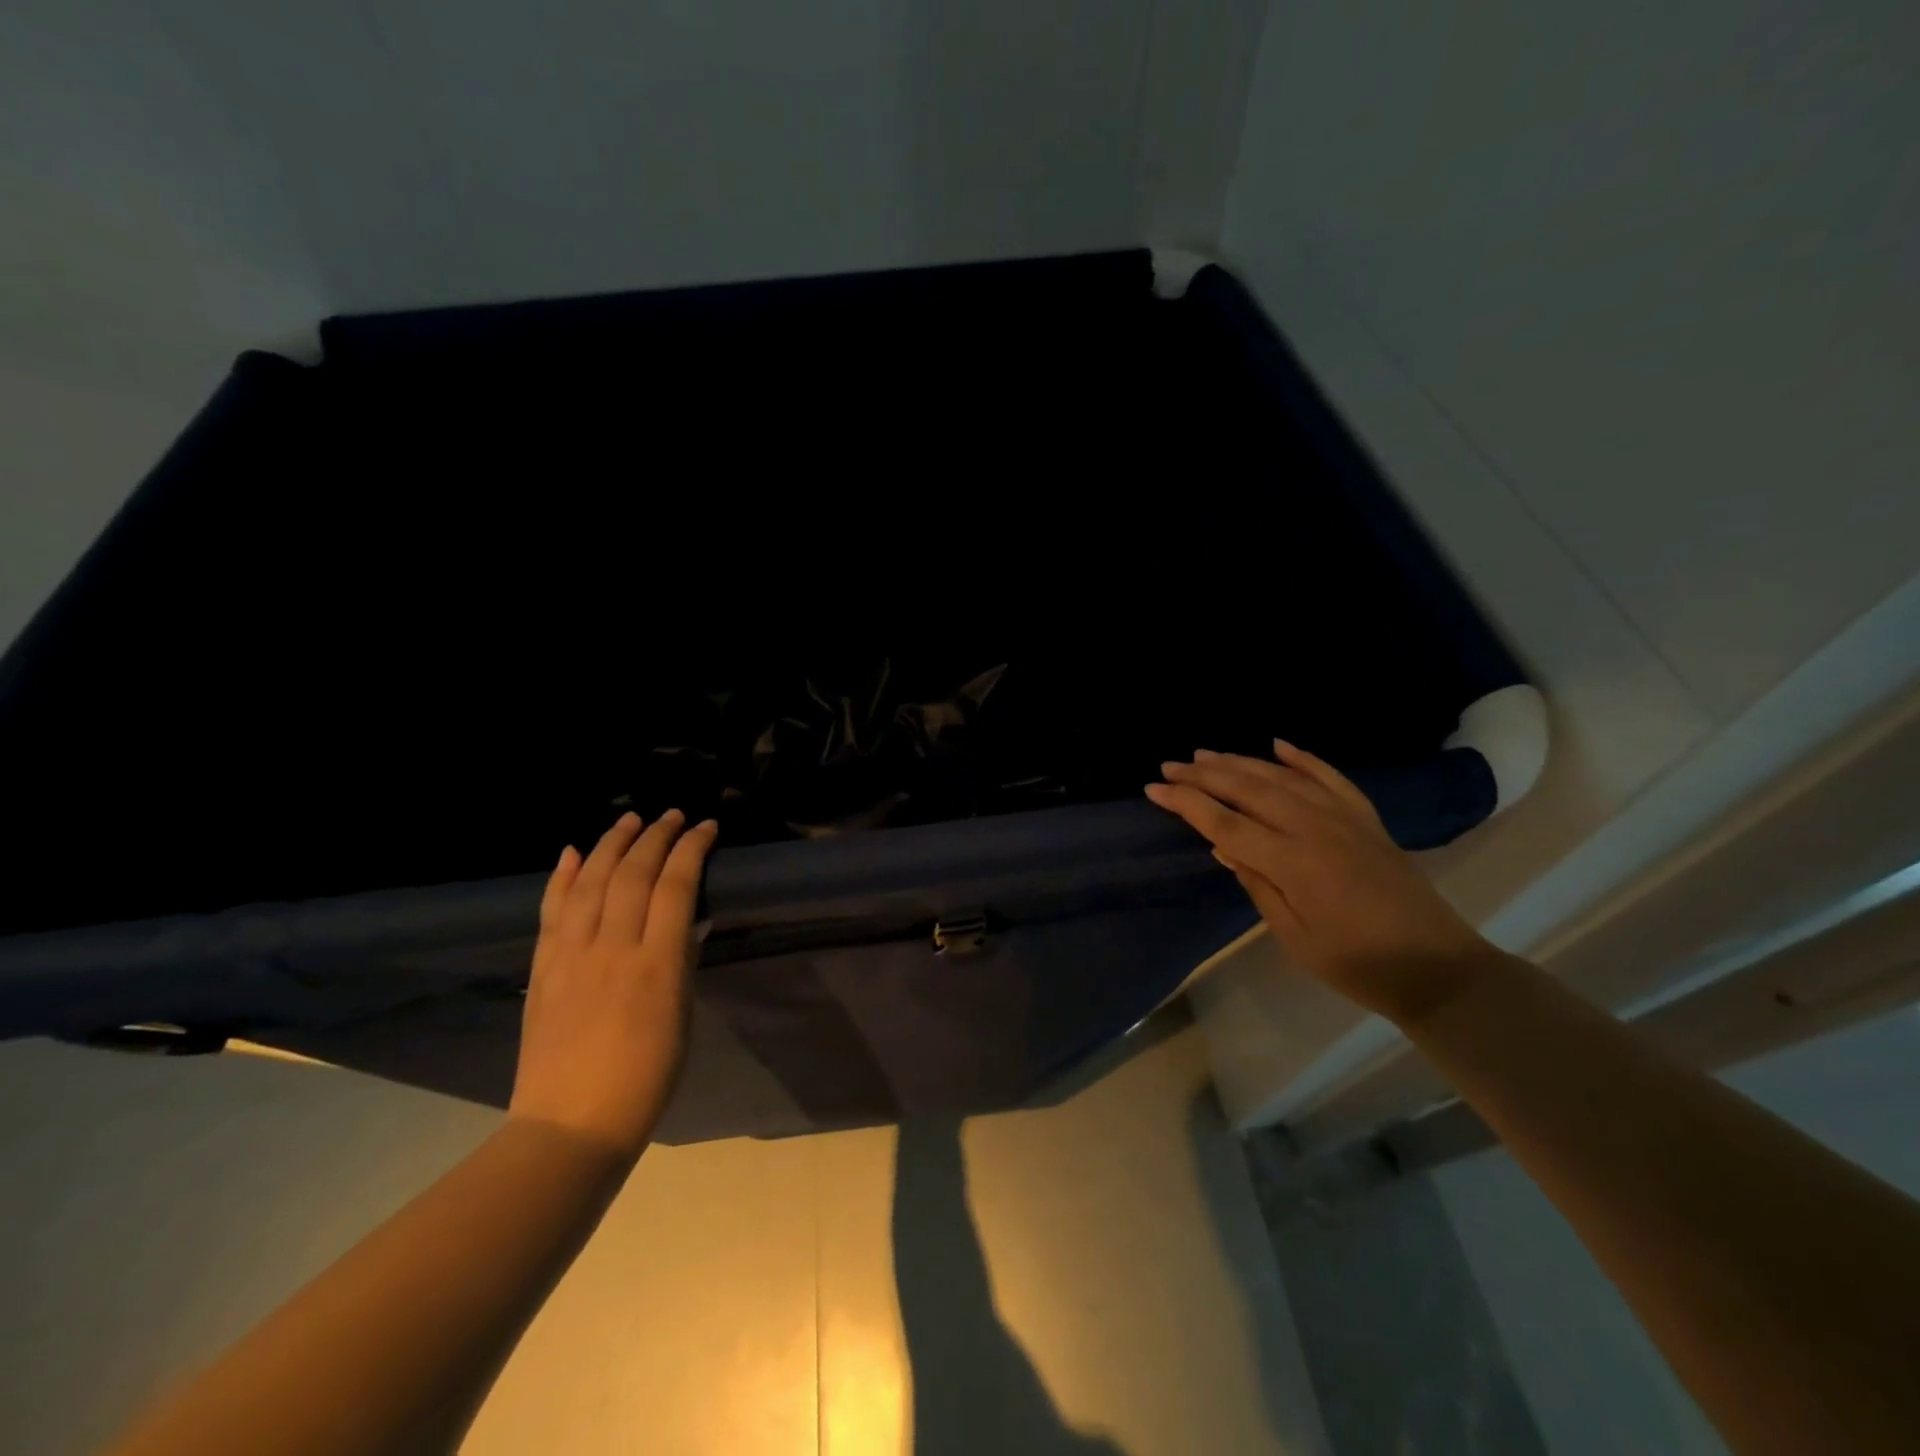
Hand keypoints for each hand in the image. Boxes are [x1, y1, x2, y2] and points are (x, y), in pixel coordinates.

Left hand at [509, 810, 718, 1161]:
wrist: (571, 1125)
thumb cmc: (646, 1077)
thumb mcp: (682, 1015)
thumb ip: (682, 961)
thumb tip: (686, 920)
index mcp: (656, 963)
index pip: (676, 886)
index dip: (692, 849)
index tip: (706, 827)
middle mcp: (612, 948)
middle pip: (633, 873)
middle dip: (656, 836)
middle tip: (672, 816)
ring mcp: (571, 955)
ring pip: (590, 881)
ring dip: (611, 843)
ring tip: (630, 819)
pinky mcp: (542, 967)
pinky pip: (551, 910)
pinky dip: (561, 876)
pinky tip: (572, 851)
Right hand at [1146, 743, 1500, 1023]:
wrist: (1436, 967)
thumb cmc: (1355, 963)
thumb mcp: (1293, 935)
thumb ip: (1257, 885)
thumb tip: (1224, 847)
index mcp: (1292, 862)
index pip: (1225, 823)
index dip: (1186, 804)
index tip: (1153, 788)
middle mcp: (1315, 828)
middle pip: (1248, 790)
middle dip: (1204, 775)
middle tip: (1169, 765)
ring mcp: (1344, 818)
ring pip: (1282, 776)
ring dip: (1240, 761)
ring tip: (1206, 753)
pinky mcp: (1366, 818)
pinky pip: (1330, 776)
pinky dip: (1302, 758)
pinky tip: (1277, 744)